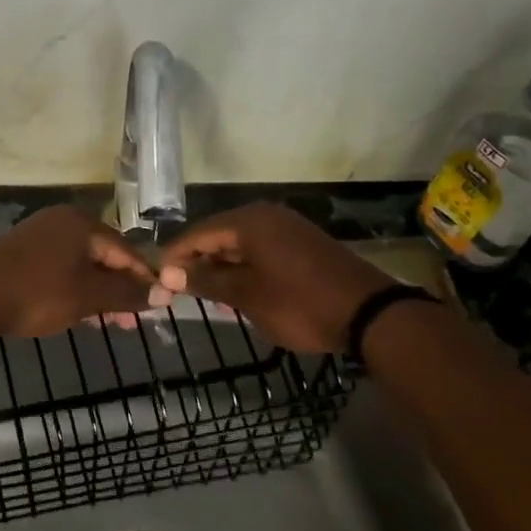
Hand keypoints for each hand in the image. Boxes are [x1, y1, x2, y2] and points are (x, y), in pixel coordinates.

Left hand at [0, 206, 157, 337]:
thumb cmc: (39, 293)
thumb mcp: (89, 296)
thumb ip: (127, 293)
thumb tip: (164, 293)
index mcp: (81, 223)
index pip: (125, 249)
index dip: (144, 278)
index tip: (158, 306)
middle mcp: (60, 221)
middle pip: (103, 255)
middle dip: (119, 289)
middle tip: (130, 322)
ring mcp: (37, 235)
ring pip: (80, 264)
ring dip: (97, 292)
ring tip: (107, 322)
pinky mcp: (19, 252)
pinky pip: (59, 268)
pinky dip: (73, 288)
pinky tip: (77, 312)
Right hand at [154, 203, 393, 351]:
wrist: (371, 315)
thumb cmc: (300, 304)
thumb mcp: (247, 295)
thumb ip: (205, 280)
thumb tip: (168, 273)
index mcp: (249, 221)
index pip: (197, 233)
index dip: (175, 257)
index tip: (158, 283)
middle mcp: (267, 215)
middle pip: (218, 235)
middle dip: (198, 262)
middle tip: (181, 292)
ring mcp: (288, 228)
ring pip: (240, 244)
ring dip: (222, 267)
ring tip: (208, 296)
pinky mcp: (304, 244)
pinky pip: (261, 250)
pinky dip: (245, 268)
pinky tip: (240, 291)